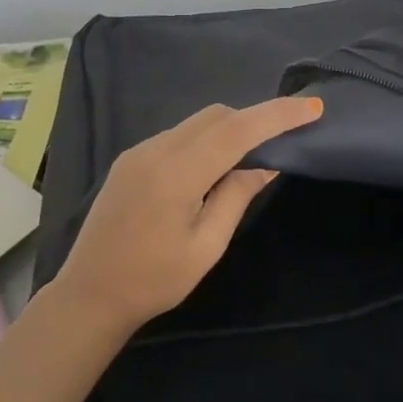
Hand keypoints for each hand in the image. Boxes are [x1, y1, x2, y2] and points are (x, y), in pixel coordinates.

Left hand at [50, 97, 324, 333]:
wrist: (90, 294)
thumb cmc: (154, 280)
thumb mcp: (206, 246)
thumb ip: (236, 196)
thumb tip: (266, 164)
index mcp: (176, 173)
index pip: (236, 130)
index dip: (277, 115)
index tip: (312, 107)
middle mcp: (155, 150)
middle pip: (215, 116)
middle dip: (254, 119)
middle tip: (284, 139)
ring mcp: (138, 152)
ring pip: (195, 123)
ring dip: (228, 130)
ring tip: (253, 156)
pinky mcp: (129, 160)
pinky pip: (177, 136)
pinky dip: (204, 141)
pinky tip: (213, 168)